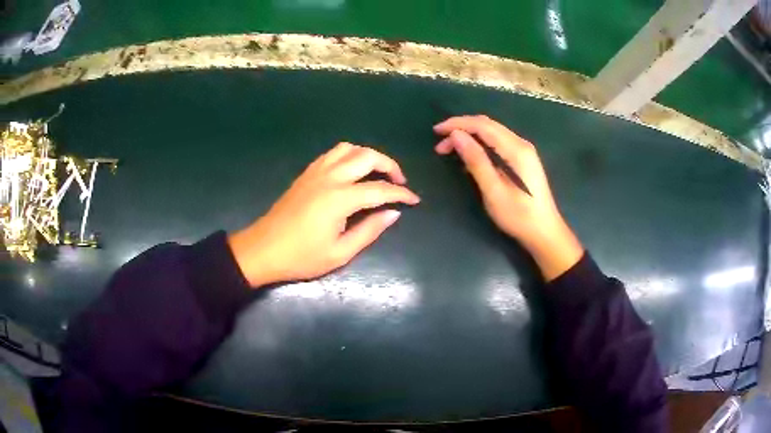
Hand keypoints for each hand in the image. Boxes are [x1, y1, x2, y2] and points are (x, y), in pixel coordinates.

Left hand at [228, 143, 419, 286]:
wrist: (263, 250)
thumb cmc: (301, 257)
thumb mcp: (340, 252)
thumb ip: (370, 230)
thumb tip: (394, 213)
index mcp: (340, 198)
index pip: (380, 189)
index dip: (401, 194)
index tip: (415, 200)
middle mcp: (330, 177)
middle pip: (367, 156)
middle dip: (390, 165)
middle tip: (399, 182)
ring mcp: (316, 172)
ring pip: (349, 149)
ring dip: (369, 155)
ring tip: (378, 173)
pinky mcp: (306, 174)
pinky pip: (332, 154)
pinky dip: (349, 155)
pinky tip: (352, 171)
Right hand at [434, 115, 582, 280]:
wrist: (544, 232)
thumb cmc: (519, 216)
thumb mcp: (494, 191)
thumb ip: (476, 161)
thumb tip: (456, 136)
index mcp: (516, 149)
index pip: (482, 125)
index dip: (457, 124)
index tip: (437, 131)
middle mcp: (521, 144)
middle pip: (487, 125)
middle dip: (461, 129)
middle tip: (440, 144)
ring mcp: (523, 151)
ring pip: (492, 133)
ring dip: (469, 136)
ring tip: (449, 150)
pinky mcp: (522, 159)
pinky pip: (497, 143)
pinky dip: (479, 145)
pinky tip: (469, 157)